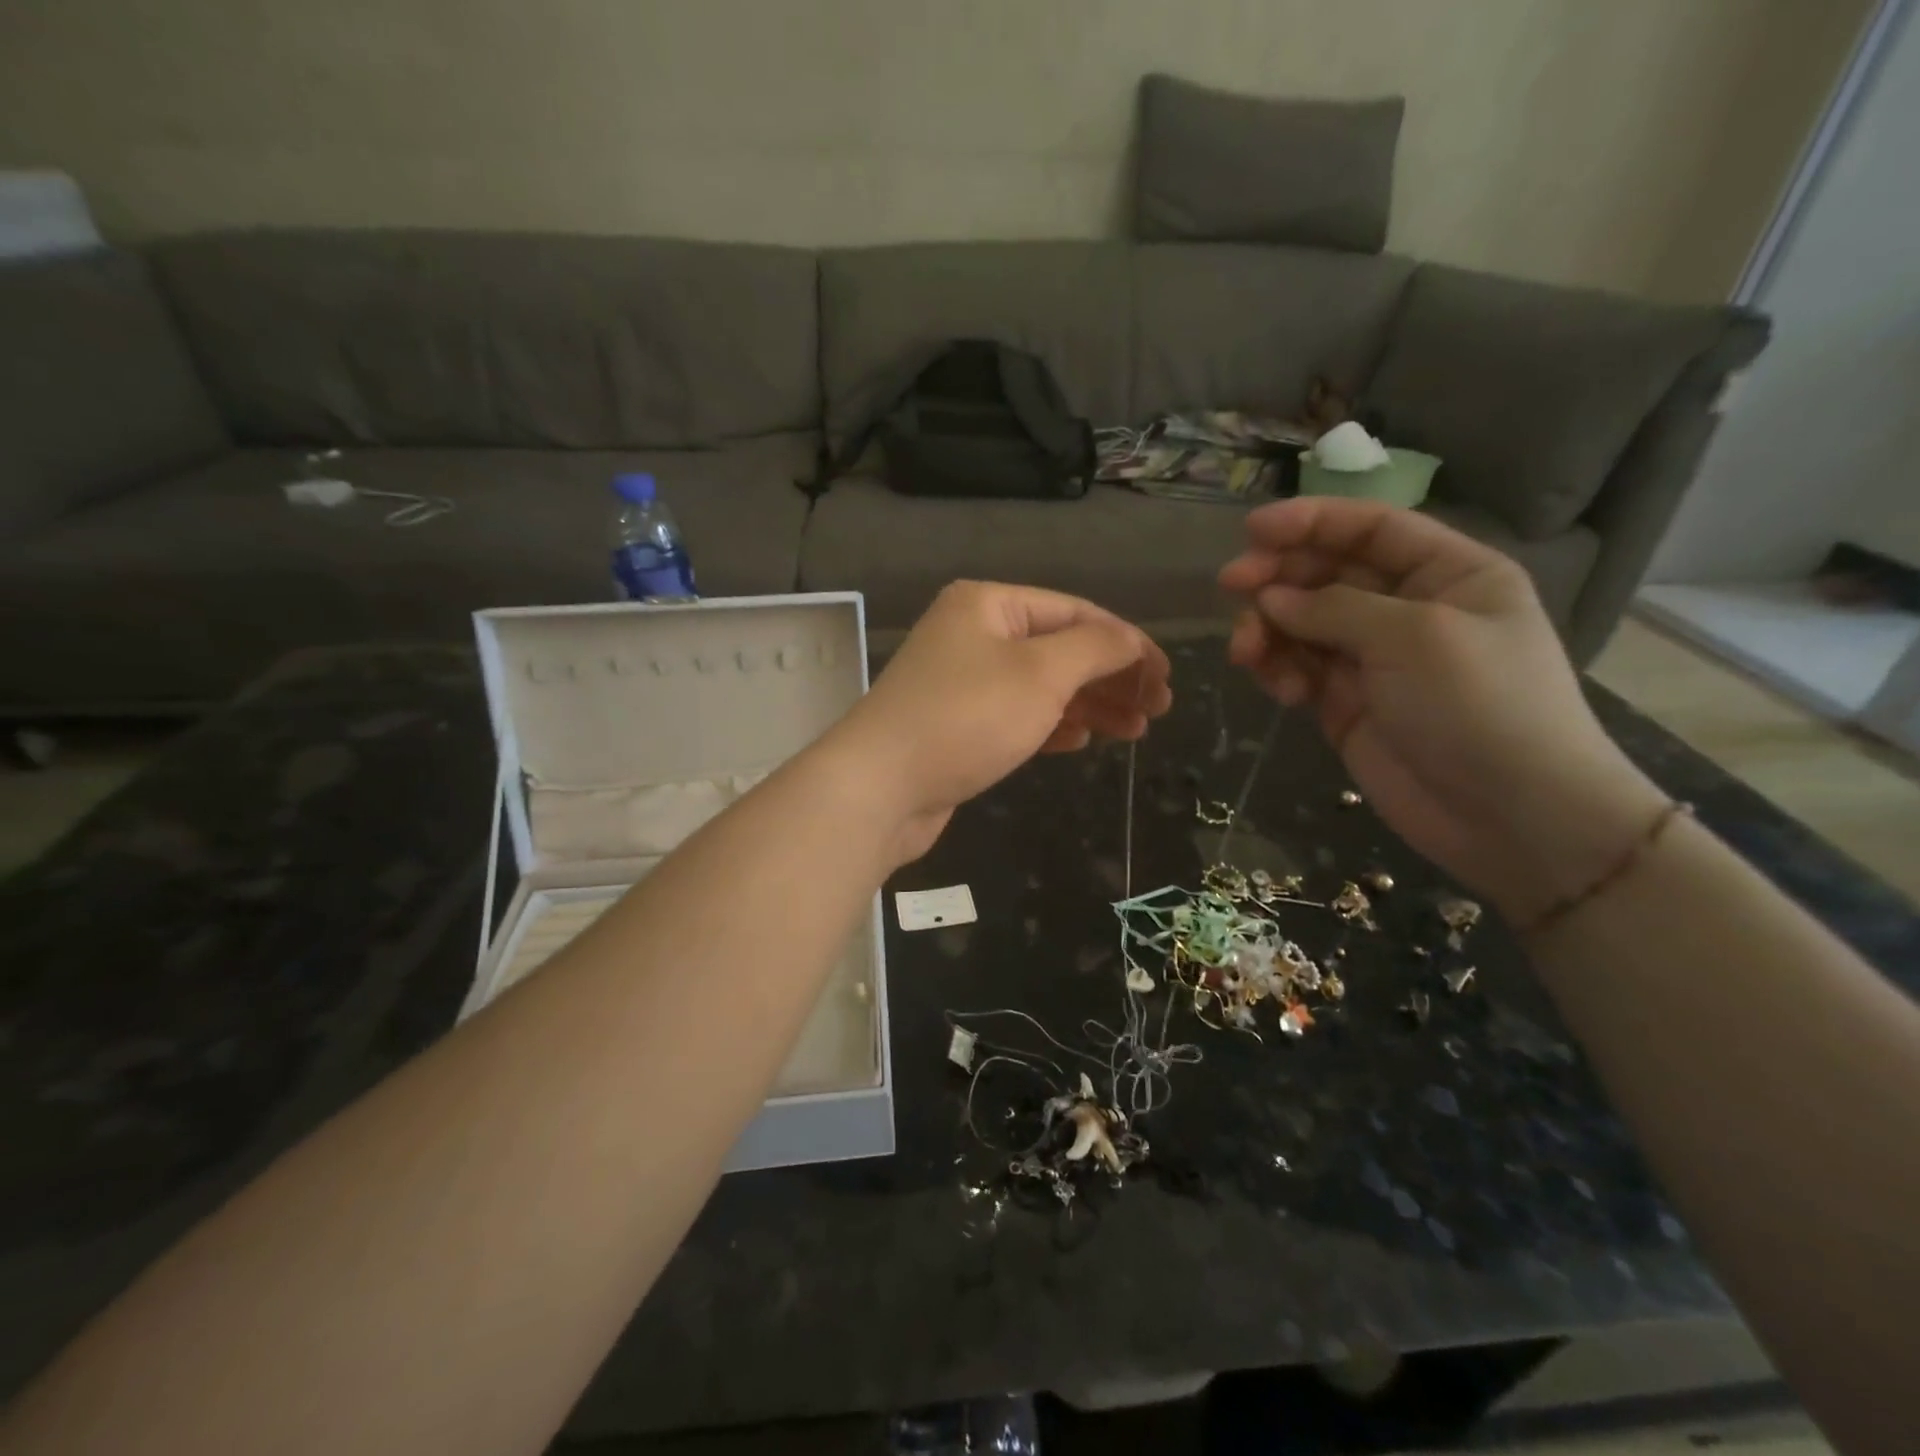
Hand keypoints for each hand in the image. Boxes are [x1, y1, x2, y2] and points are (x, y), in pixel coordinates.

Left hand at [833, 582, 1171, 862]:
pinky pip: (1016, 716)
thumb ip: (1095, 648)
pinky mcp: (956, 726)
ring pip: (1040, 686)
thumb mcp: (1041, 674)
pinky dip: (1051, 726)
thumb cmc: (966, 717)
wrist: (881, 787)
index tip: (1165, 678)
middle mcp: (973, 635)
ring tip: (1133, 731)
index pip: (1074, 612)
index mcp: (988, 604)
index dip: (1126, 643)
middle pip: (1059, 649)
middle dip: (1110, 678)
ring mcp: (961, 682)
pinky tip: (1080, 742)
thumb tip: (1130, 640)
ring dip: (1088, 705)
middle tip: (1156, 710)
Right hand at [1219, 499, 1666, 922]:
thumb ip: (1334, 608)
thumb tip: (1269, 597)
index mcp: (1448, 574)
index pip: (1370, 529)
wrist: (1511, 817)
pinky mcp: (1347, 704)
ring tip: (1248, 653)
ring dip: (1269, 630)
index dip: (1310, 522)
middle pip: (1326, 574)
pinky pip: (1300, 670)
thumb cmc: (1480, 706)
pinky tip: (1281, 690)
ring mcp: (1374, 659)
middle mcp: (1408, 609)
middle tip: (1231, 587)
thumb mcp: (1414, 638)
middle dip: (1278, 578)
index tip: (1251, 530)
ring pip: (1302, 624)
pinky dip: (1281, 672)